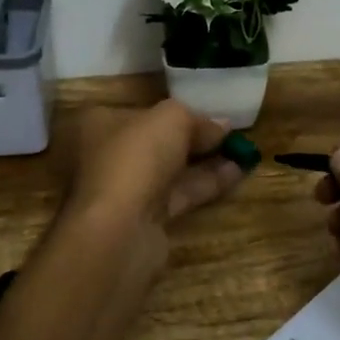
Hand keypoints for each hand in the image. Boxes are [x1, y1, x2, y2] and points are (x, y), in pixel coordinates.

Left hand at [62, 100, 248, 251]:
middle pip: (154, 141)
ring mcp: (122, 190)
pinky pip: (177, 195)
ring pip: (168, 170)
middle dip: (192, 138)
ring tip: (244, 152)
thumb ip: (197, 119)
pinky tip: (237, 174)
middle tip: (228, 132)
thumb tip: (222, 125)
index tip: (205, 111)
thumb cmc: (135, 157)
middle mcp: (104, 155)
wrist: (118, 229)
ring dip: (204, 161)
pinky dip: (204, 184)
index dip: (173, 110)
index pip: (137, 111)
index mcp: (96, 123)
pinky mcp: (141, 219)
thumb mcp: (172, 119)